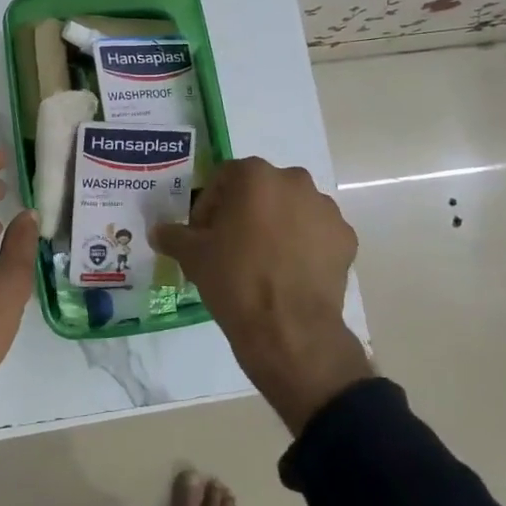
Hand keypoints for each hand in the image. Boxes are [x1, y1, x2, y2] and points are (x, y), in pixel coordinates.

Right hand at [151, 157, 372, 433]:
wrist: (289, 330)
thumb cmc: (235, 280)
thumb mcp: (193, 256)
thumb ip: (174, 235)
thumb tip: (158, 231)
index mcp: (255, 176)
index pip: (224, 179)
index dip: (208, 206)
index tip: (203, 235)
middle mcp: (295, 181)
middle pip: (260, 191)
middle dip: (245, 213)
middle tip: (230, 247)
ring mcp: (326, 209)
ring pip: (292, 210)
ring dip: (276, 227)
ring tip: (262, 263)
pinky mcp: (346, 239)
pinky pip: (316, 235)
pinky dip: (303, 247)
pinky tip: (289, 275)